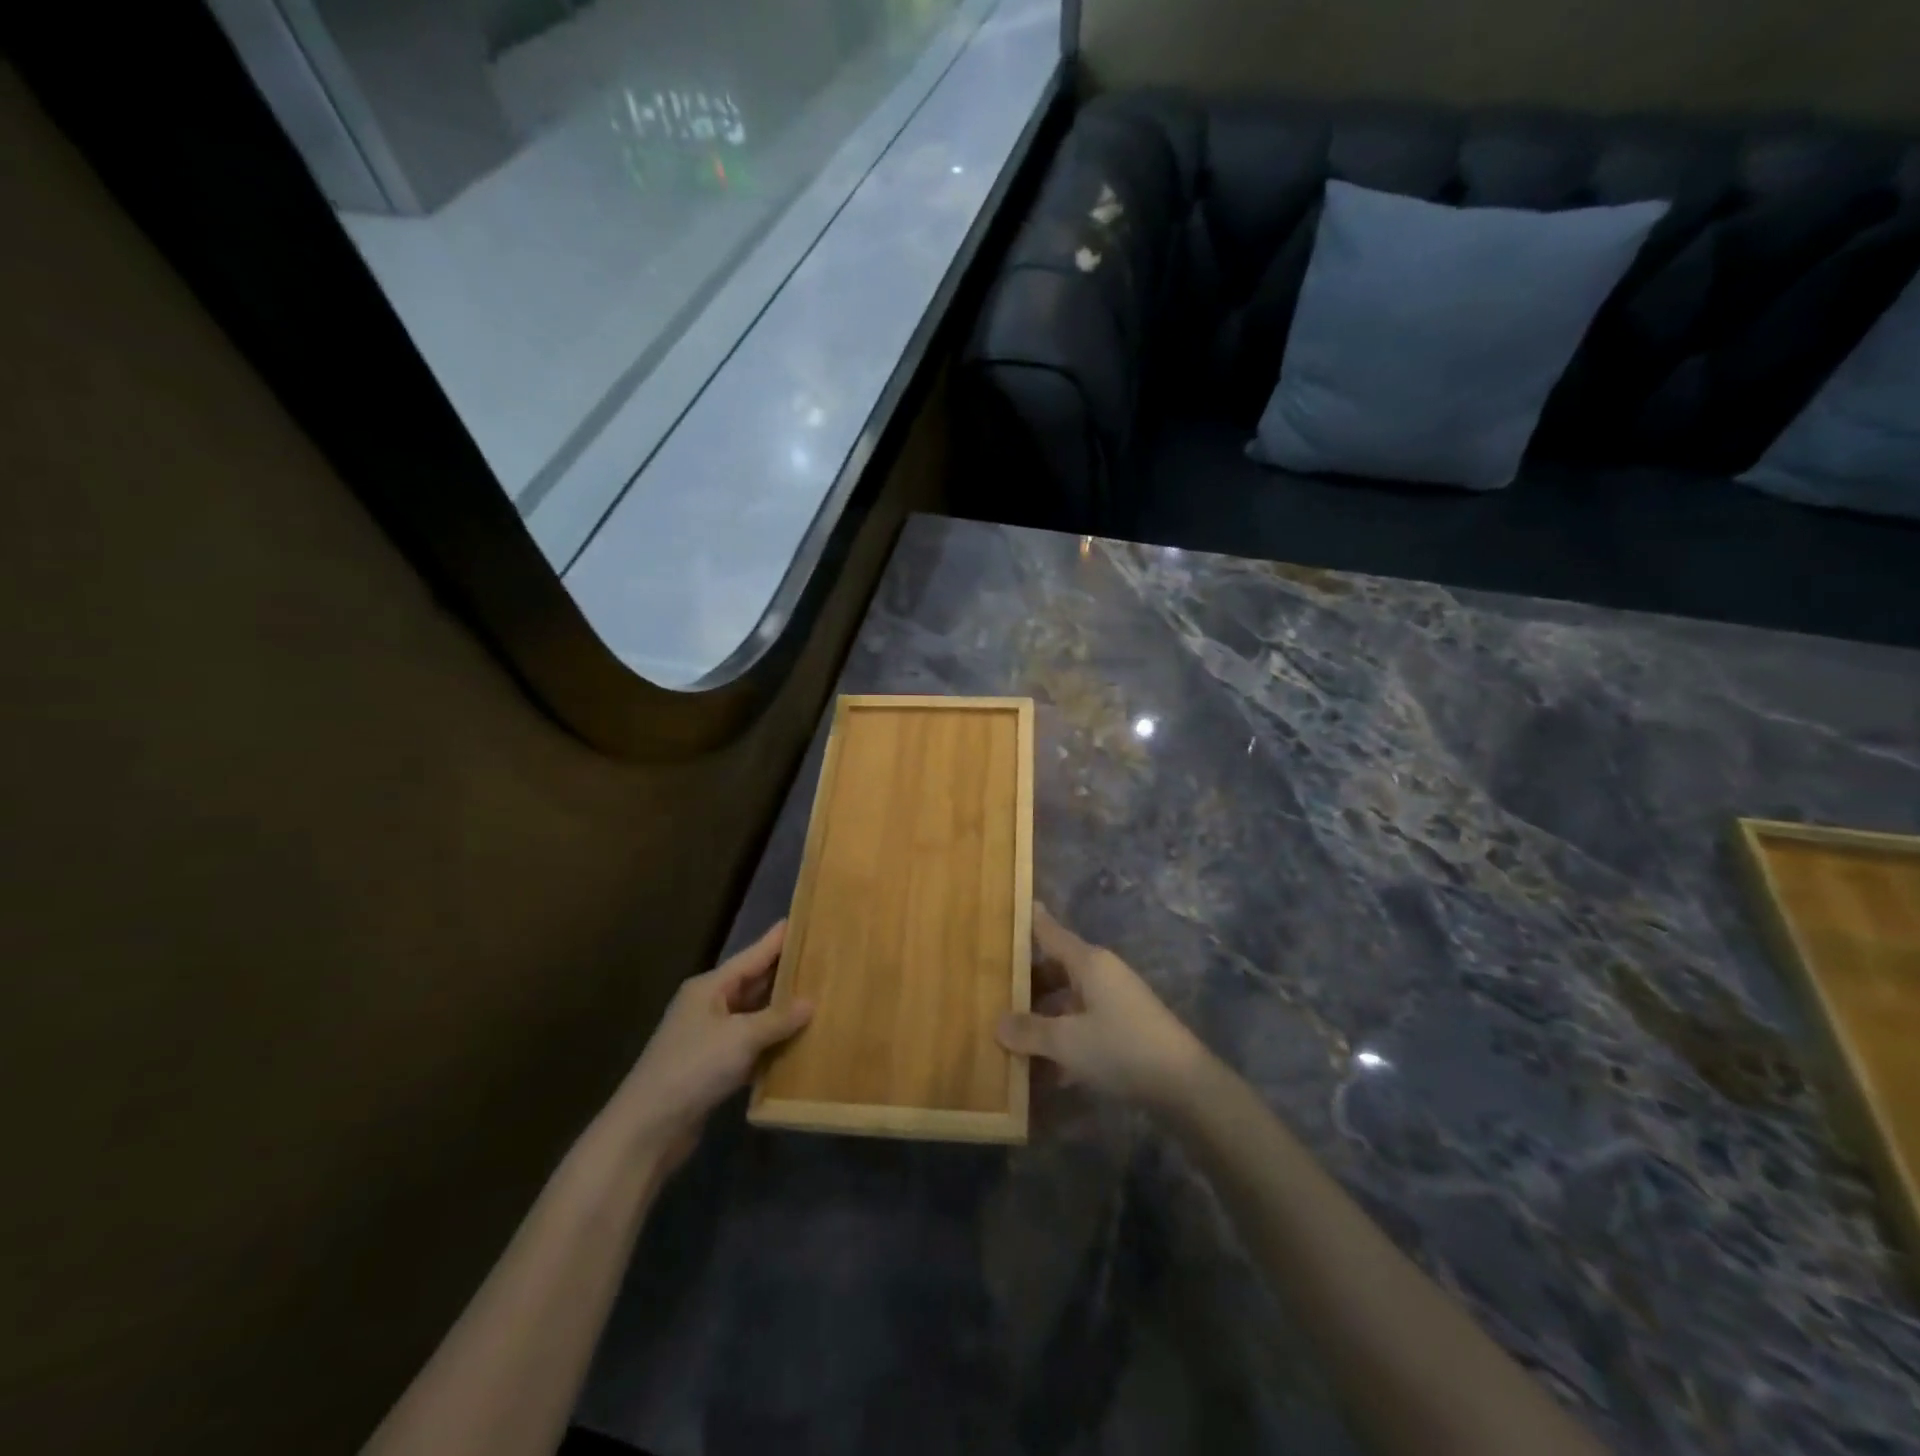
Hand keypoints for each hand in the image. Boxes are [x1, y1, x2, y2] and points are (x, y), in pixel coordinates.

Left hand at [610, 922, 811, 1174]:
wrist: (648, 1128)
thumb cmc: (693, 1068)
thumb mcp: (740, 1038)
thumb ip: (777, 1019)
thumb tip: (811, 1002)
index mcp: (710, 988)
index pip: (752, 956)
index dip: (777, 940)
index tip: (803, 921)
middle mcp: (709, 1006)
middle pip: (753, 983)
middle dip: (785, 974)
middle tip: (821, 960)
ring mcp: (709, 1038)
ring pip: (753, 1016)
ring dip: (781, 1011)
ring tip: (818, 997)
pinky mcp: (712, 1068)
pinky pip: (750, 1045)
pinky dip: (771, 1043)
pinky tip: (797, 1042)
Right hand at [997, 905, 1210, 1109]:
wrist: (1185, 1085)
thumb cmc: (1121, 1047)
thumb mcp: (1067, 1041)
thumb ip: (1030, 1031)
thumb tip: (998, 1023)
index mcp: (1089, 962)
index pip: (1050, 932)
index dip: (1029, 921)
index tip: (1008, 908)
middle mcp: (1102, 974)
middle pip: (1056, 969)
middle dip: (1026, 981)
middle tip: (992, 987)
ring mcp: (1115, 1002)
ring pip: (1068, 1001)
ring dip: (1043, 1017)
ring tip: (1009, 1034)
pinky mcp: (1125, 1030)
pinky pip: (1083, 1025)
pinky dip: (1063, 1040)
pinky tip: (1043, 1071)